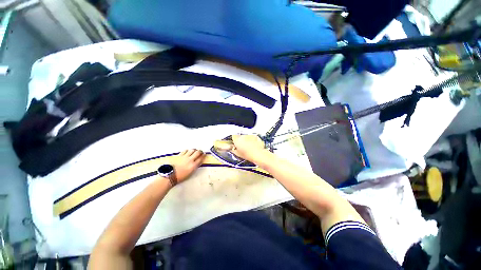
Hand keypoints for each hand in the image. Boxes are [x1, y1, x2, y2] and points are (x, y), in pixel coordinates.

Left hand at [172, 149, 204, 182]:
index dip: (203, 156)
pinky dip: (188, 150)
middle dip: (200, 151)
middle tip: (201, 152)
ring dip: (194, 150)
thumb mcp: (190, 173)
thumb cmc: (180, 177)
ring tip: (195, 151)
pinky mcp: (179, 155)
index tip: (204, 154)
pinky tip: (188, 152)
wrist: (170, 176)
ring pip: (192, 150)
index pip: (201, 158)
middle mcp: (190, 160)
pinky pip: (185, 150)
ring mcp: (184, 157)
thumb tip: (197, 162)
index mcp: (193, 166)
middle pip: (197, 152)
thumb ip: (195, 166)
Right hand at [231, 135, 267, 162]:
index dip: (234, 139)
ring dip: (246, 140)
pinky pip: (252, 137)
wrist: (258, 154)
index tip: (235, 143)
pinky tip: (253, 145)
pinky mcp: (255, 136)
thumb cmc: (247, 155)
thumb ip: (233, 150)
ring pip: (246, 136)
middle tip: (242, 146)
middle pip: (240, 136)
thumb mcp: (238, 154)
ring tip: (248, 146)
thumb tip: (231, 148)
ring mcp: (250, 135)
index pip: (233, 136)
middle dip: (241, 140)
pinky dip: (252, 140)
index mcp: (237, 139)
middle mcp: (243, 135)